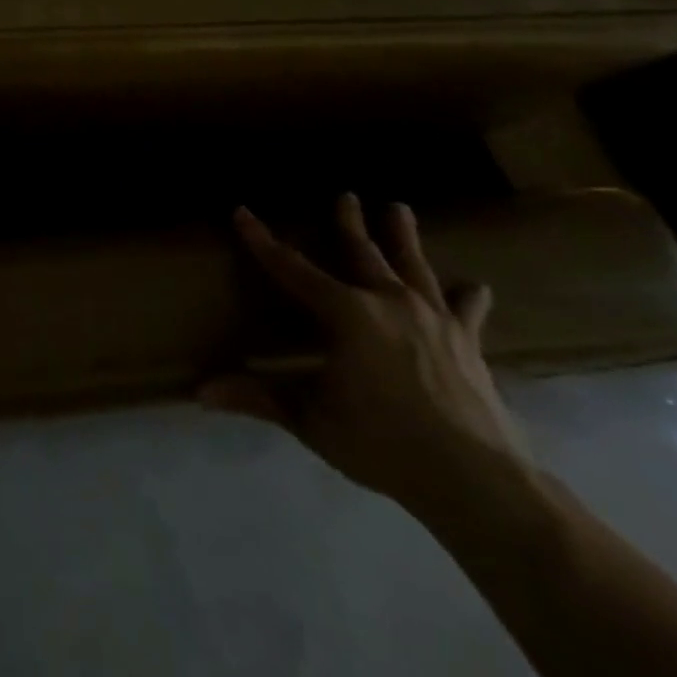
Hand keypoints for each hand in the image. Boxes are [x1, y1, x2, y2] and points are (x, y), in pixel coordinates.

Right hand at [202, 194, 535, 520]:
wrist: (478, 480)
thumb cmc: (382, 442)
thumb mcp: (310, 419)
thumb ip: (258, 398)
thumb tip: (198, 393)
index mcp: (345, 313)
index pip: (291, 268)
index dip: (262, 240)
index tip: (242, 212)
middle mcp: (388, 303)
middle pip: (362, 253)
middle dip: (349, 223)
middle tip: (346, 195)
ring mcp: (434, 320)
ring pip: (413, 267)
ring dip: (403, 237)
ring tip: (399, 208)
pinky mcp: (468, 344)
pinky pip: (465, 311)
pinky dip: (467, 297)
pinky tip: (475, 286)